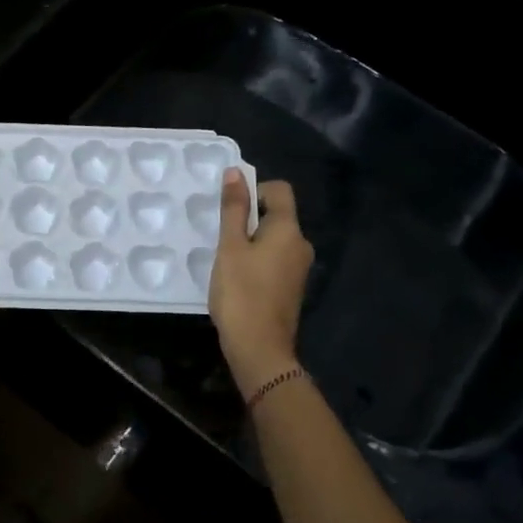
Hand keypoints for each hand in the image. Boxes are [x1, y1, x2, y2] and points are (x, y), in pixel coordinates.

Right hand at [209, 169, 312, 396]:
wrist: (259, 349)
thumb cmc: (241, 293)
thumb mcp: (230, 247)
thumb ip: (233, 209)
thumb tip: (235, 173)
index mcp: (289, 230)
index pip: (279, 190)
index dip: (254, 190)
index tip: (229, 210)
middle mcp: (301, 244)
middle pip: (277, 215)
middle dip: (249, 219)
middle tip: (221, 238)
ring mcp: (299, 268)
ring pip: (274, 240)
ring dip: (250, 242)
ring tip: (226, 261)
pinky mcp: (292, 288)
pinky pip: (274, 260)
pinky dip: (256, 261)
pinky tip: (237, 280)